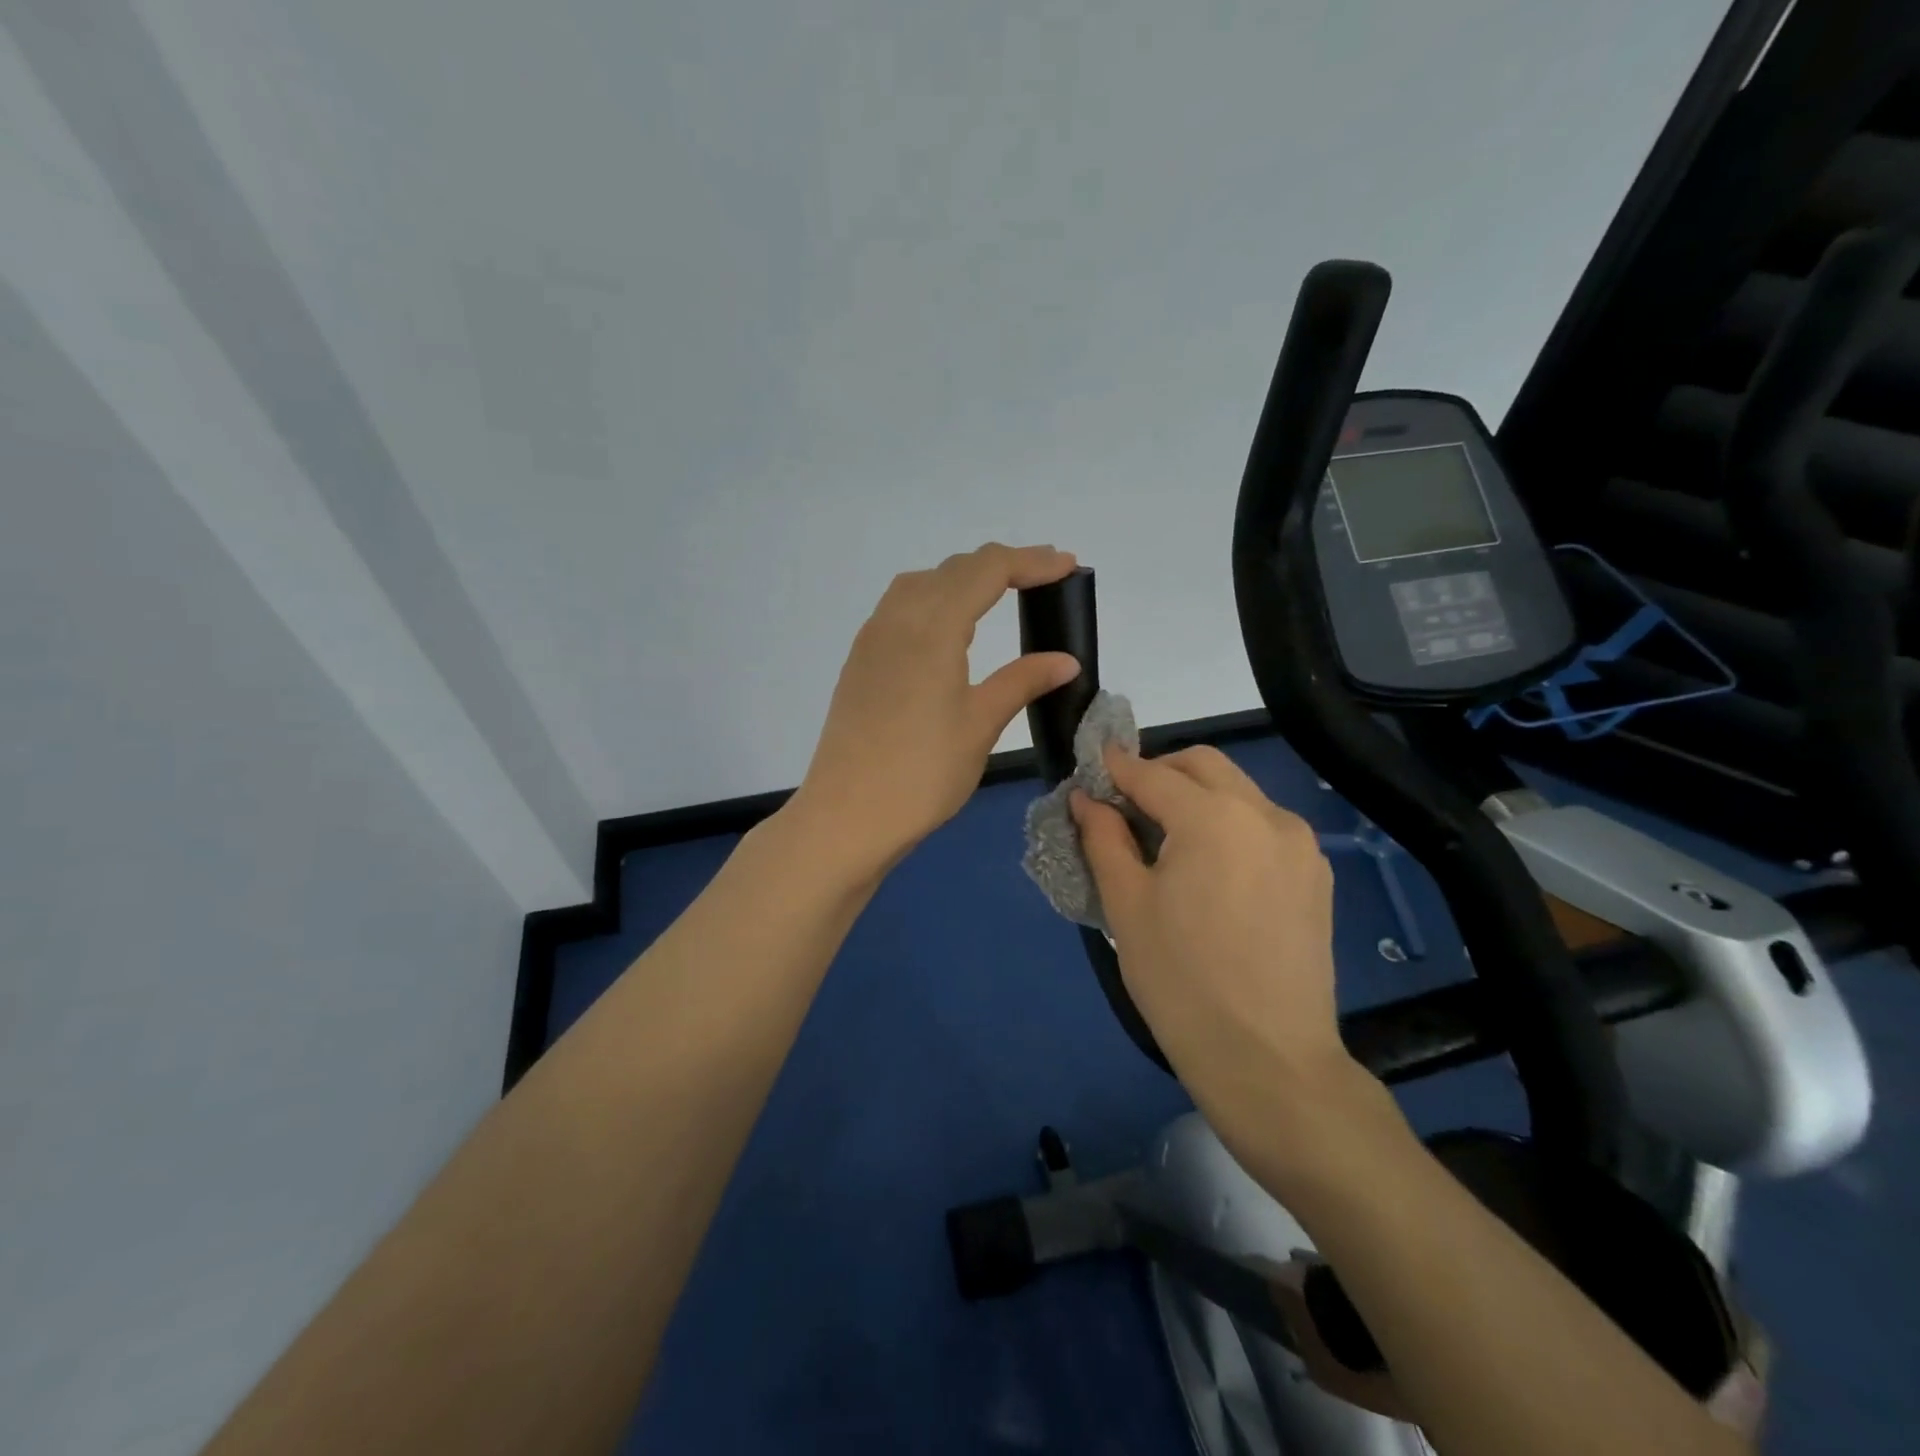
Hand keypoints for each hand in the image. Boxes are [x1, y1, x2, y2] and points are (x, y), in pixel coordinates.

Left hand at [793, 543, 1082, 878]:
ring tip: (999, 593)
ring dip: (963, 578)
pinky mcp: (860, 660)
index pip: (987, 571)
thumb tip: (1066, 660)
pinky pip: (900, 607)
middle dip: (1002, 565)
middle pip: (954, 569)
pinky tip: (948, 627)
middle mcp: (897, 619)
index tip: (1068, 566)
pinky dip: (934, 598)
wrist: (847, 815)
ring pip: (921, 583)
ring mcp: (872, 638)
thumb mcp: (980, 725)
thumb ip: (1022, 681)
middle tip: (1045, 577)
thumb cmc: (922, 774)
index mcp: (932, 628)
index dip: (1031, 562)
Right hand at [1072, 746, 1363, 1165]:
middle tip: (1125, 806)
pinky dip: (1229, 823)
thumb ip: (1104, 838)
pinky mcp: (1316, 874)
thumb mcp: (1126, 906)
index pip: (1152, 773)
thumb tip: (1086, 799)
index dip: (1114, 768)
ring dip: (1196, 795)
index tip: (1089, 771)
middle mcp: (1265, 814)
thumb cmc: (1181, 982)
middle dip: (1159, 771)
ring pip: (1238, 790)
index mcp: (1214, 817)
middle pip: (1203, 765)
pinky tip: (1210, 868)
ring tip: (1166, 839)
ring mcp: (1299, 843)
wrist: (1269, 1061)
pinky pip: (1263, 825)